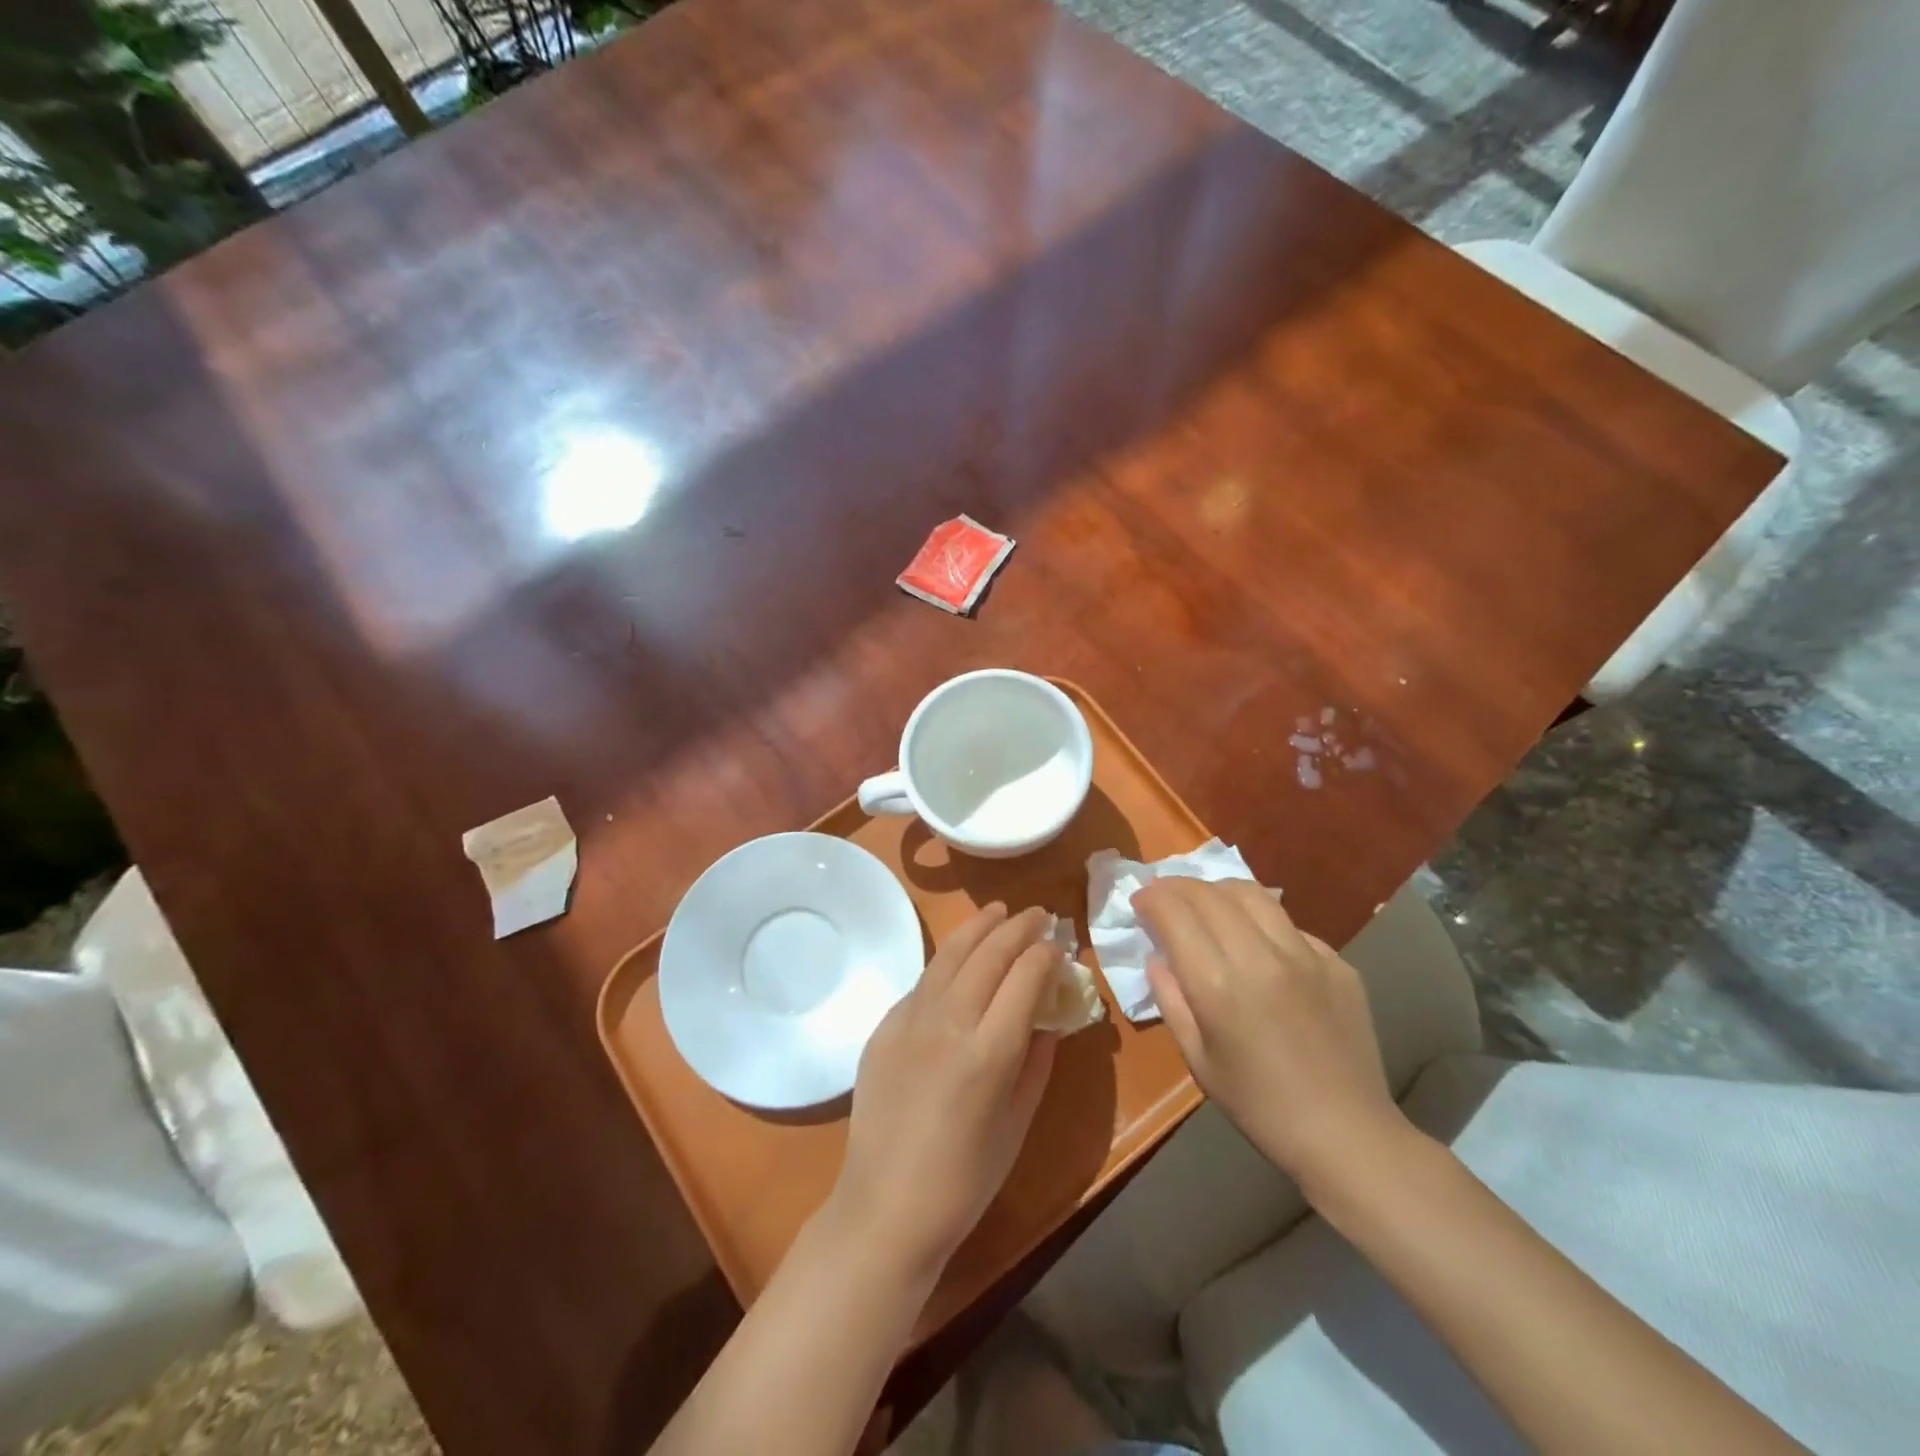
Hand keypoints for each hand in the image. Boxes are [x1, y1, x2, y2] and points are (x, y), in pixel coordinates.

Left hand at [827, 903, 1059, 1276]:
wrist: (885, 1207)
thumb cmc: (964, 1180)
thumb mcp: (1018, 1124)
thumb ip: (1037, 1063)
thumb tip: (1048, 1018)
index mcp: (989, 1052)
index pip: (1025, 977)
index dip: (1045, 954)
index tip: (1058, 944)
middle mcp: (949, 1023)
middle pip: (988, 955)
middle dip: (1017, 928)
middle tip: (1037, 914)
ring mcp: (910, 1020)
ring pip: (950, 955)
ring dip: (978, 928)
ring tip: (998, 911)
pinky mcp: (883, 1027)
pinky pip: (923, 982)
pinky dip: (948, 961)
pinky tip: (959, 959)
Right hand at [1135, 878, 1403, 1193]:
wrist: (1347, 1133)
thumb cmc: (1259, 1105)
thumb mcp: (1197, 1058)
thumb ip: (1171, 999)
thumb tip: (1157, 958)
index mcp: (1218, 984)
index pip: (1174, 913)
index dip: (1151, 898)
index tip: (1139, 900)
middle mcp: (1260, 956)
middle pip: (1209, 893)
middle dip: (1177, 886)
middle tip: (1163, 895)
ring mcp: (1305, 954)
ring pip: (1252, 894)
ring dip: (1218, 890)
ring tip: (1206, 903)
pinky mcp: (1336, 962)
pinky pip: (1289, 925)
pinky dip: (1261, 922)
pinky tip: (1258, 944)